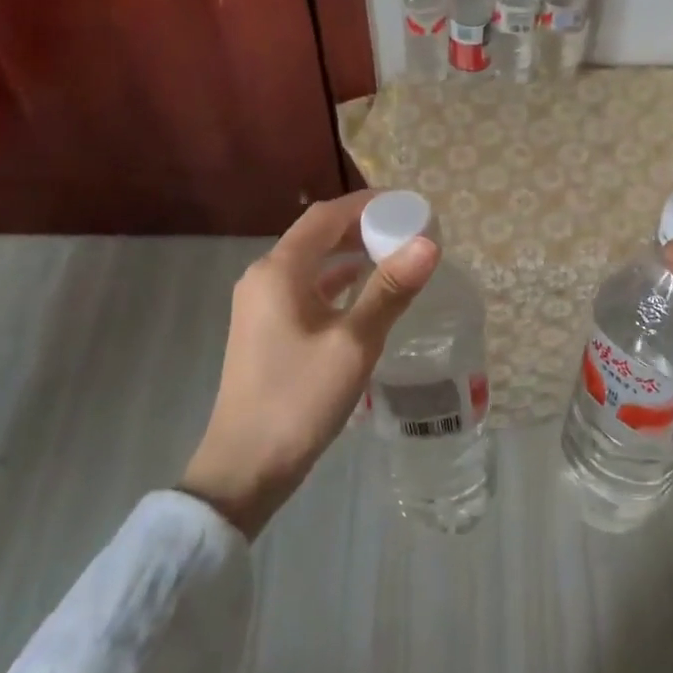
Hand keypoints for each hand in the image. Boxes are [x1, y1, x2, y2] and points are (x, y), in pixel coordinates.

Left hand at [181, 191, 438, 538]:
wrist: (245, 468)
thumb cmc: (298, 399)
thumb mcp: (353, 343)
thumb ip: (390, 290)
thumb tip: (428, 243)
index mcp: (279, 271)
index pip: (326, 216)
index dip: (367, 204)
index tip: (408, 204)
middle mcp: (264, 278)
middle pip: (317, 235)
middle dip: (362, 227)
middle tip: (408, 229)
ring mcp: (261, 305)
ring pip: (312, 263)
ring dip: (350, 253)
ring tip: (394, 254)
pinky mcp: (266, 329)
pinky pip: (306, 289)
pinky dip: (337, 281)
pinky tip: (364, 291)